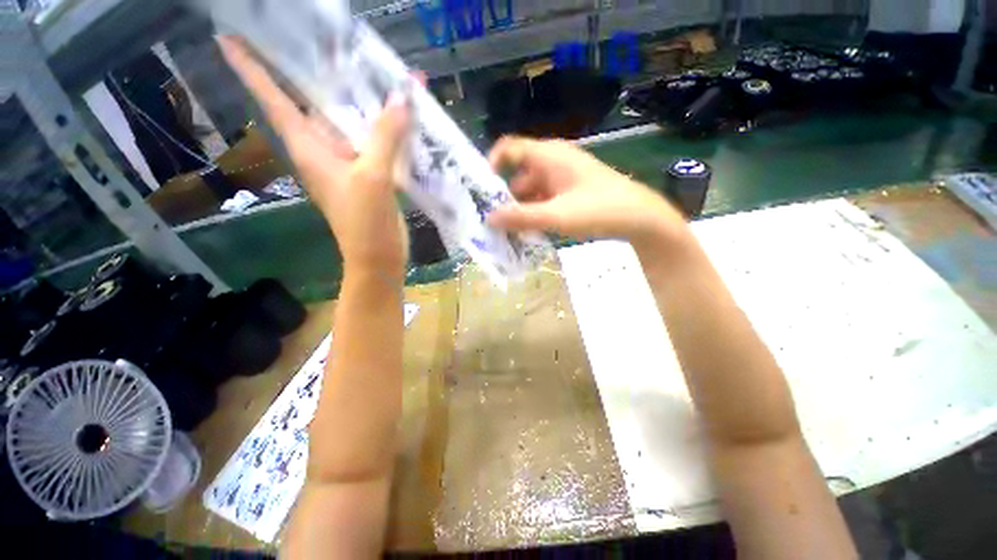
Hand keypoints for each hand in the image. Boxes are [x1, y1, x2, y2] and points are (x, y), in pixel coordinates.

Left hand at [219, 36, 409, 278]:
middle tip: (337, 36)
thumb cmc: (365, 224)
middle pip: (319, 102)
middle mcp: (324, 149)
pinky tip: (404, 114)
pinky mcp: (370, 174)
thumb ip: (385, 137)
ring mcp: (349, 162)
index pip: (273, 99)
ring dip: (368, 99)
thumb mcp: (372, 178)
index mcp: (310, 146)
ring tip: (384, 69)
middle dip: (327, 71)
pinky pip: (376, 141)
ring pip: (353, 121)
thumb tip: (401, 97)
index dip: (250, 68)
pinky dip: (389, 127)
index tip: (229, 36)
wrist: (379, 258)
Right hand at [486, 137, 687, 248]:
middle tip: (491, 221)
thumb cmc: (597, 209)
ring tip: (509, 233)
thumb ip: (521, 217)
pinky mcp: (570, 192)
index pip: (510, 148)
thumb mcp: (556, 215)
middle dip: (504, 198)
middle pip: (518, 175)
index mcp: (548, 155)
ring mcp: (562, 177)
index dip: (491, 164)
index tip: (480, 190)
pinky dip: (535, 213)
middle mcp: (553, 161)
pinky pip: (544, 200)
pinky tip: (531, 232)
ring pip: (531, 191)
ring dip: (520, 210)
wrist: (639, 217)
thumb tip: (489, 219)